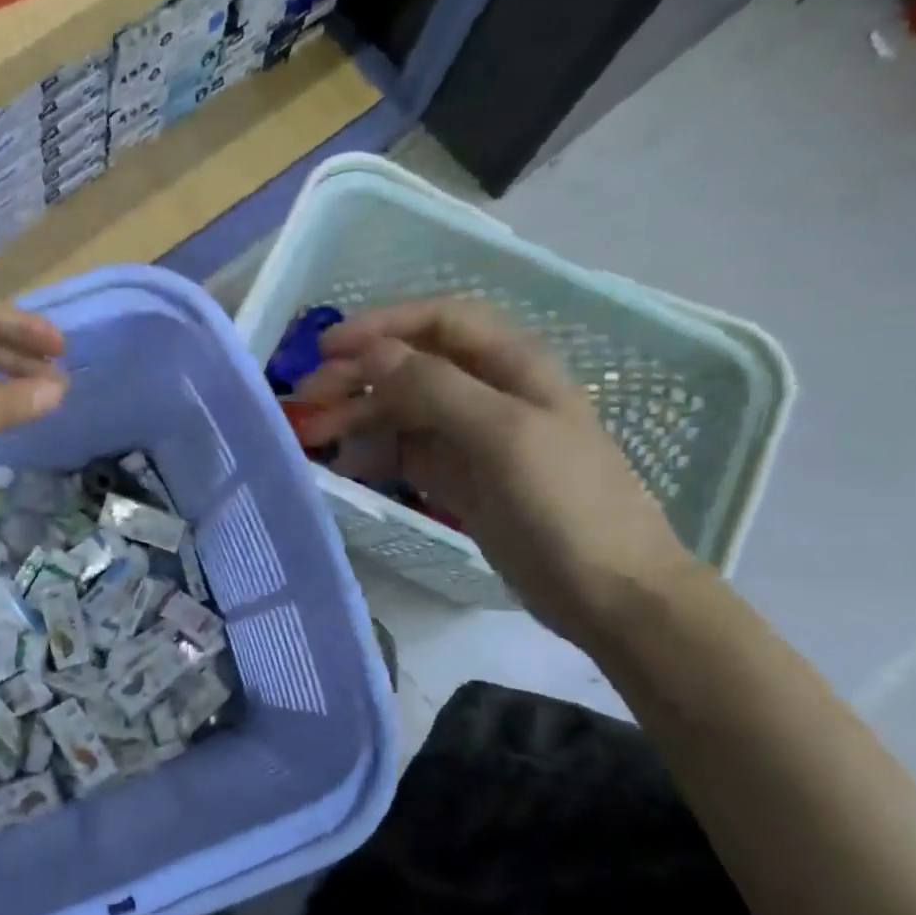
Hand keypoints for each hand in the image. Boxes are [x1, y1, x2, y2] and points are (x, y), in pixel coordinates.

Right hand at [292, 299, 699, 643]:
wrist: (608, 592)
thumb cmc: (564, 503)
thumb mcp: (502, 434)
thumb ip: (435, 387)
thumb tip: (371, 354)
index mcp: (513, 365)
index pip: (439, 322)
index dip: (383, 325)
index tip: (327, 348)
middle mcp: (489, 393)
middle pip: (412, 366)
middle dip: (358, 375)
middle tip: (307, 400)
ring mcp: (472, 439)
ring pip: (402, 410)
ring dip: (358, 415)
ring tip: (314, 436)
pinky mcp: (458, 479)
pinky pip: (405, 452)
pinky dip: (374, 452)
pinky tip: (347, 465)